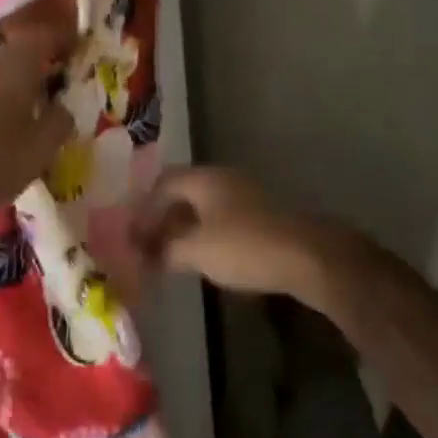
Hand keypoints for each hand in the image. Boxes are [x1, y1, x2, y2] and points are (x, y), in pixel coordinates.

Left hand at [0, 29, 73, 223]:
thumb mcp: (41, 149)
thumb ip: (60, 120)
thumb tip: (62, 107)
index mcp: (14, 64)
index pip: (45, 36)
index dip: (63, 40)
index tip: (76, 51)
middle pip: (15, 51)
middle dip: (35, 63)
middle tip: (51, 84)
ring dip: (7, 81)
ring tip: (19, 106)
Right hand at [131, 167, 356, 304]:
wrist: (306, 255)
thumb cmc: (244, 246)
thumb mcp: (197, 250)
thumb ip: (167, 249)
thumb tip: (147, 253)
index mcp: (204, 179)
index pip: (163, 183)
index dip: (144, 208)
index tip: (131, 235)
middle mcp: (223, 179)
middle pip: (183, 193)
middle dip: (162, 219)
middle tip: (147, 248)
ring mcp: (244, 195)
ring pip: (203, 207)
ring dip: (183, 229)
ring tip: (169, 257)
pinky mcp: (260, 216)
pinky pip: (221, 219)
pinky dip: (204, 235)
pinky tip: (202, 259)